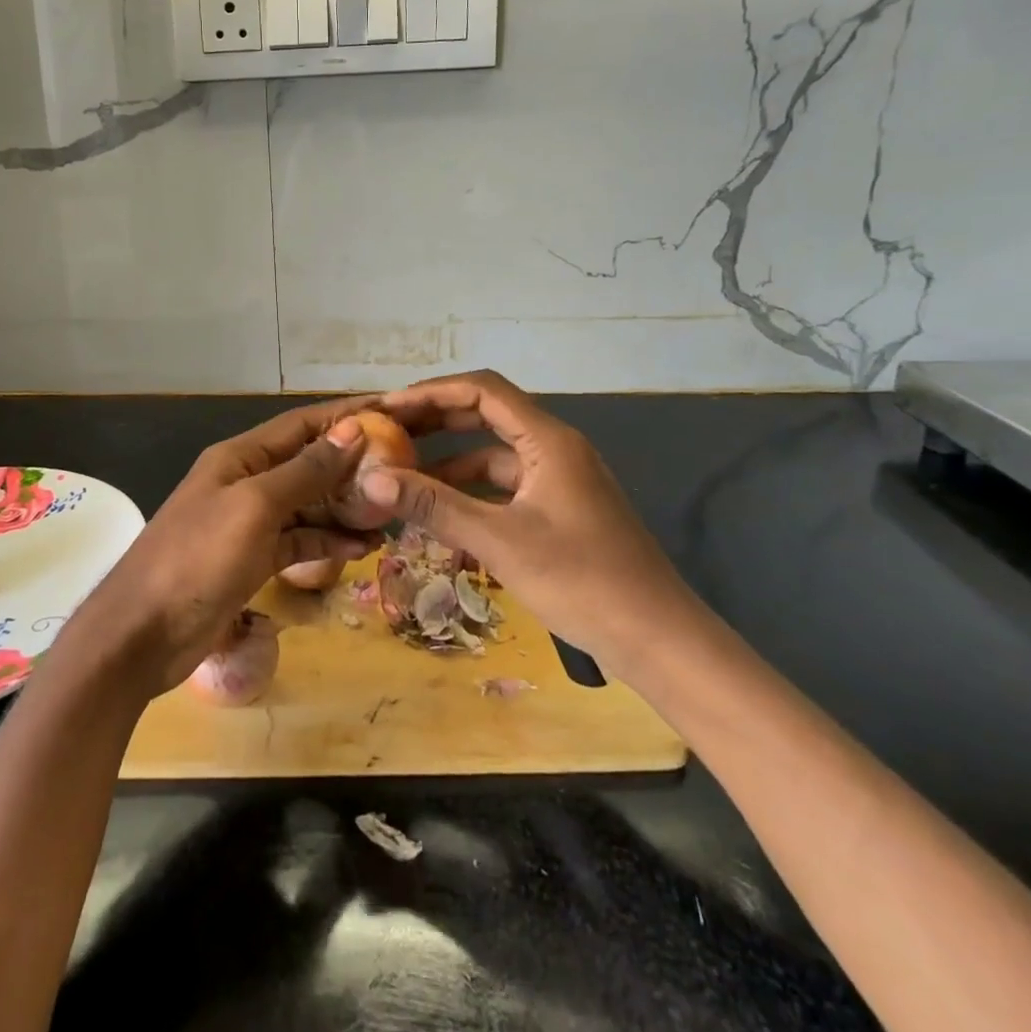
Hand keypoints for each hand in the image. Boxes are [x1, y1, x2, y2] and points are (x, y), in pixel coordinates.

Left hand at [64, 398, 378, 698]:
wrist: (143, 634)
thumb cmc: (198, 558)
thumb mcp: (255, 507)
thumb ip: (305, 471)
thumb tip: (351, 430)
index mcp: (240, 457)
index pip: (301, 425)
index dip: (344, 417)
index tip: (391, 413)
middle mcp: (246, 482)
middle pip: (307, 464)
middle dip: (352, 466)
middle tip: (403, 471)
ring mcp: (249, 523)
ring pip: (308, 505)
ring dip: (346, 508)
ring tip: (391, 515)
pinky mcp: (252, 560)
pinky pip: (299, 541)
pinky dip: (327, 542)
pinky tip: (362, 549)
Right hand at [365, 370, 703, 673]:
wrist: (658, 640)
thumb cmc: (582, 581)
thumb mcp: (500, 542)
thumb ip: (435, 506)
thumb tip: (371, 479)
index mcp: (548, 440)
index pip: (482, 391)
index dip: (431, 393)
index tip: (387, 408)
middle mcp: (554, 448)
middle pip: (485, 416)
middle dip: (435, 423)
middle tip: (387, 435)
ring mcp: (559, 480)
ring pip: (492, 456)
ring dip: (449, 464)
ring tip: (402, 478)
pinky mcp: (559, 510)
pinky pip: (505, 488)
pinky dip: (471, 495)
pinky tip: (439, 519)